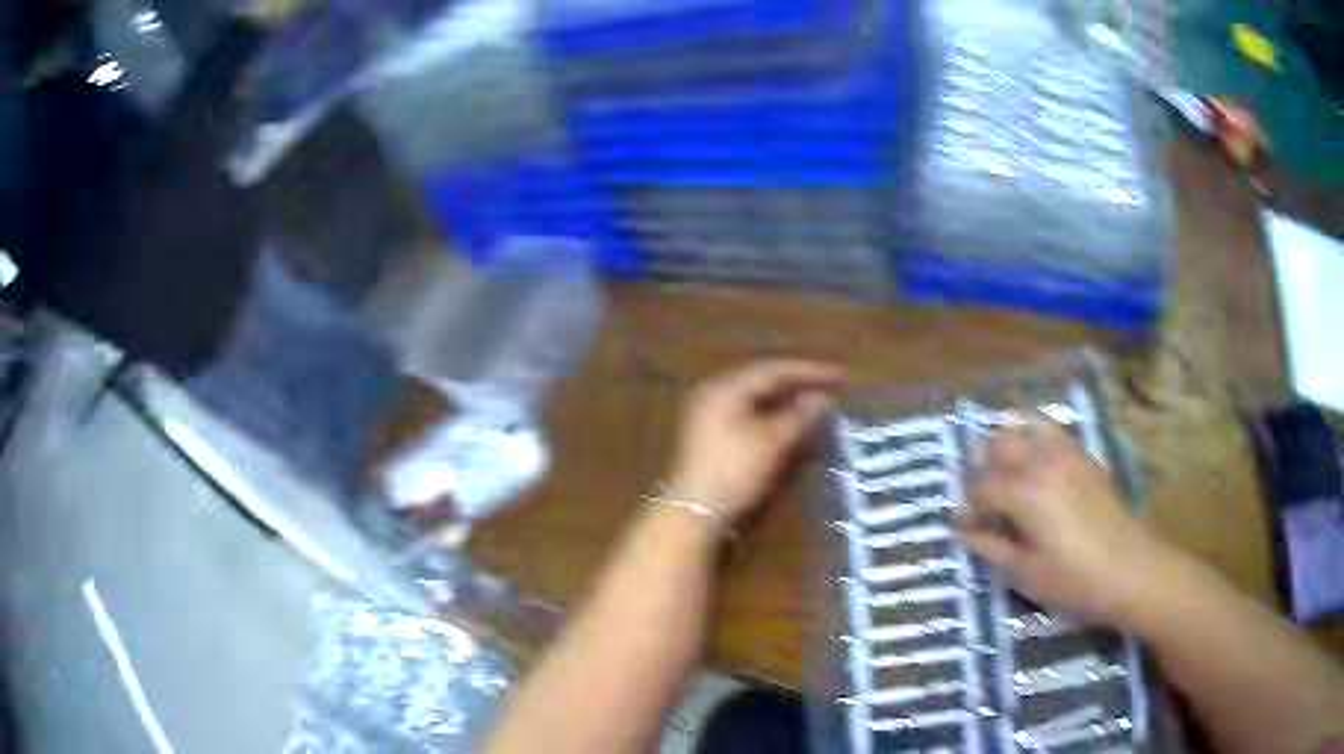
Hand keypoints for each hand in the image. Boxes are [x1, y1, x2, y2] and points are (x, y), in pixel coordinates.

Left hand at [668, 360, 842, 524]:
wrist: (694, 512)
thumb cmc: (734, 472)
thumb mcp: (773, 443)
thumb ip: (800, 416)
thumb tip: (823, 398)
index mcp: (726, 387)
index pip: (774, 369)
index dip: (810, 371)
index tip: (841, 376)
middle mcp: (714, 393)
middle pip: (763, 381)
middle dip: (798, 385)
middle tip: (830, 387)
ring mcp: (708, 414)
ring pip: (755, 400)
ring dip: (786, 402)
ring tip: (814, 406)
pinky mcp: (709, 436)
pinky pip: (747, 415)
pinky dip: (772, 417)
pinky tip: (789, 426)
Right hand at [955, 422, 1181, 624]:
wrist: (1131, 569)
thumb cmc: (1074, 579)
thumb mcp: (1026, 573)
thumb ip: (992, 549)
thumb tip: (967, 534)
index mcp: (1024, 491)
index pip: (982, 488)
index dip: (968, 509)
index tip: (963, 529)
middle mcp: (1043, 461)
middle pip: (1001, 444)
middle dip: (985, 469)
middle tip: (985, 502)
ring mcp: (1069, 454)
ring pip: (1029, 427)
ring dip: (1012, 445)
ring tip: (1009, 474)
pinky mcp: (1087, 459)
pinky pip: (1055, 435)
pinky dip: (1038, 442)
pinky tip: (1041, 472)